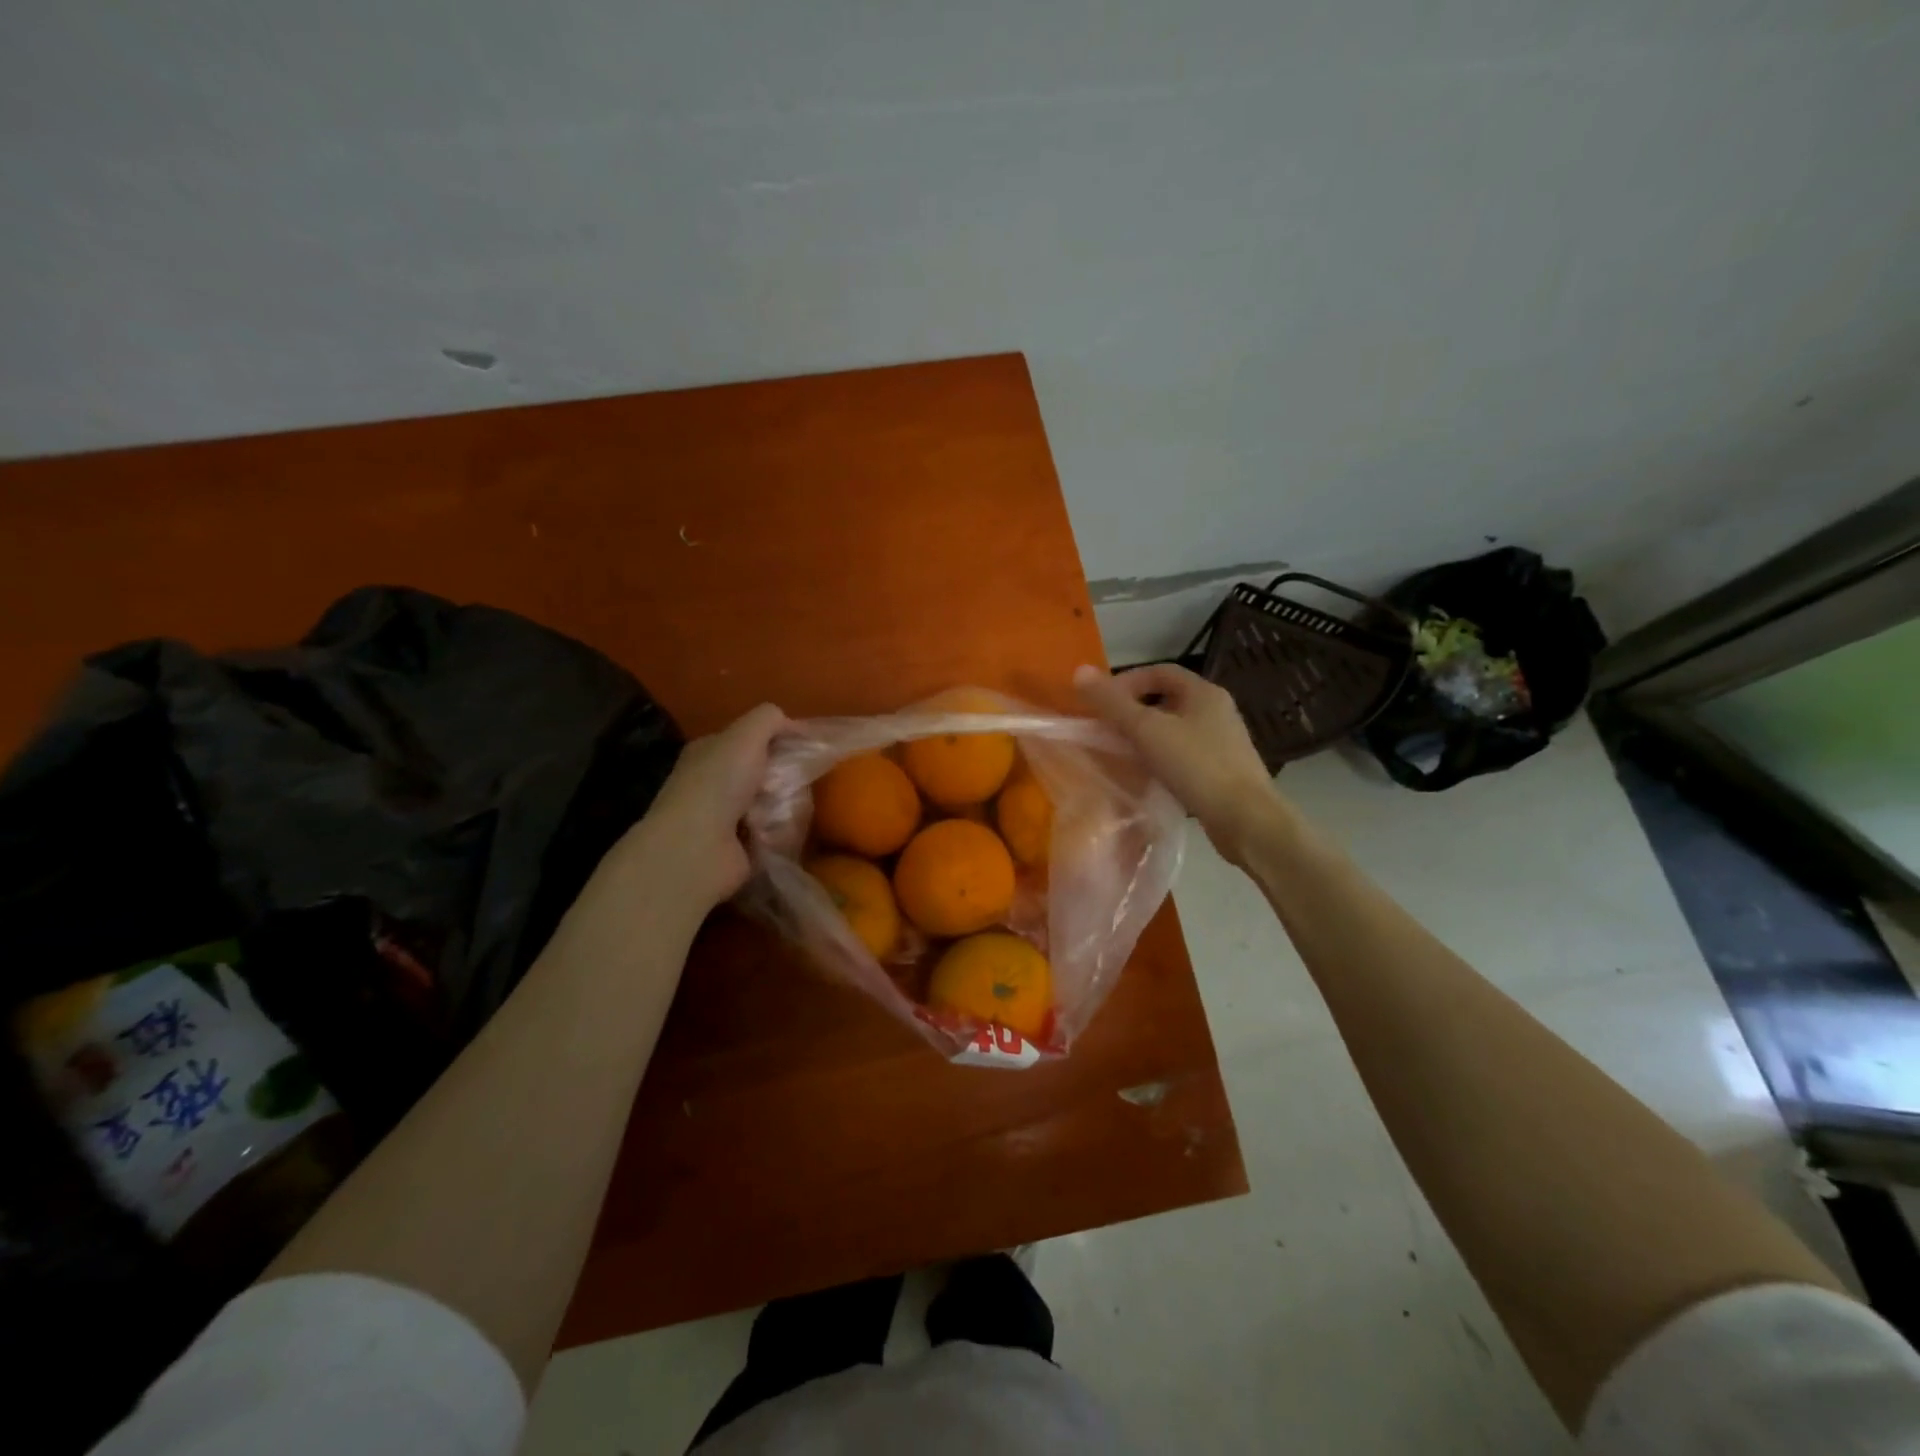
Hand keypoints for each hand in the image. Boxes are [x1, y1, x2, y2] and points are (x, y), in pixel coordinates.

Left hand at [625, 703, 787, 908]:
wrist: (697, 847)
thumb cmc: (718, 783)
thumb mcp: (746, 735)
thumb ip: (770, 719)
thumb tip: (795, 726)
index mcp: (710, 752)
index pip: (751, 739)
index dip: (779, 739)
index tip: (807, 746)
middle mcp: (715, 783)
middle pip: (767, 773)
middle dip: (786, 776)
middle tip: (799, 781)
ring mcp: (725, 819)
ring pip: (775, 804)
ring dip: (785, 806)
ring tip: (788, 810)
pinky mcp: (740, 849)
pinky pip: (775, 834)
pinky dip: (781, 834)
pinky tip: (780, 833)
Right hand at [1074, 663, 1284, 862]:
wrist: (1246, 820)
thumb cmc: (1197, 767)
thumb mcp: (1148, 731)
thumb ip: (1113, 703)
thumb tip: (1079, 671)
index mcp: (1204, 693)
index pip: (1160, 671)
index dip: (1128, 680)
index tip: (1102, 701)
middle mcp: (1217, 711)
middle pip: (1167, 699)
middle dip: (1134, 710)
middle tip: (1106, 728)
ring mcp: (1223, 742)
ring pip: (1175, 729)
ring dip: (1147, 736)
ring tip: (1121, 753)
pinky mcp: (1223, 770)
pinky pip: (1184, 754)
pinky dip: (1162, 758)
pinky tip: (1147, 776)